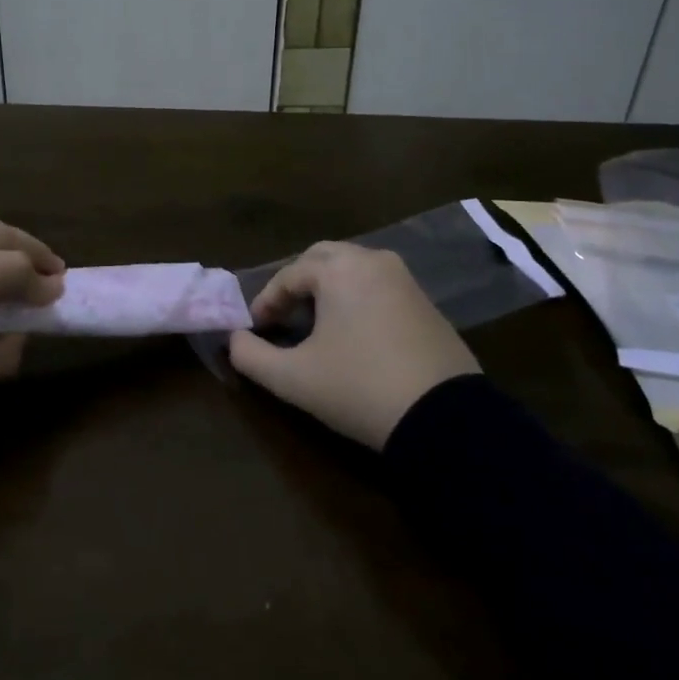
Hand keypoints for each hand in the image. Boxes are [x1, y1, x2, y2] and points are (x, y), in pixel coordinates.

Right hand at [228, 242, 480, 448]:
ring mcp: (405, 280)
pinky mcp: (426, 303)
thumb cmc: (359, 388)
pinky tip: (353, 334)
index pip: (289, 275)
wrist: (445, 419)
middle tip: (283, 317)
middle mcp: (373, 261)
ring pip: (353, 270)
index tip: (255, 328)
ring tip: (315, 325)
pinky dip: (357, 299)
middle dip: (297, 284)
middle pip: (322, 259)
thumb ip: (251, 356)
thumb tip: (233, 341)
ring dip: (328, 290)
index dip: (266, 301)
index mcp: (339, 269)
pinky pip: (379, 287)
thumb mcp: (294, 379)